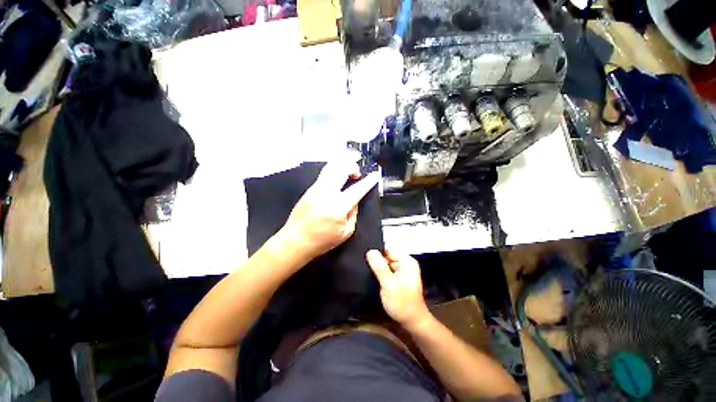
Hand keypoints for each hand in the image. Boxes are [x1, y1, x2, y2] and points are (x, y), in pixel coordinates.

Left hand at [281, 161, 379, 259]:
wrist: (295, 241)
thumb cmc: (321, 241)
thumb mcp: (346, 232)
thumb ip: (353, 214)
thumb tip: (354, 201)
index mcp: (337, 206)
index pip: (357, 189)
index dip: (368, 181)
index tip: (374, 175)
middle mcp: (326, 193)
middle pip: (341, 169)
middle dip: (352, 166)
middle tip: (357, 173)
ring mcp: (315, 189)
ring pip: (330, 167)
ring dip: (342, 165)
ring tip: (348, 172)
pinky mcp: (309, 190)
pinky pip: (324, 175)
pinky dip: (333, 171)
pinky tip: (337, 178)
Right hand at [366, 249, 431, 330]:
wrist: (412, 322)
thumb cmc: (403, 304)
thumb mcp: (389, 285)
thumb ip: (380, 267)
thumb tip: (370, 251)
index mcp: (406, 261)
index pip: (388, 249)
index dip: (376, 252)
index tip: (363, 256)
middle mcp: (404, 263)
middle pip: (386, 255)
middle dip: (375, 260)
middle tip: (362, 264)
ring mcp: (401, 270)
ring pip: (384, 263)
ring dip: (376, 267)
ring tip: (364, 269)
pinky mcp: (397, 277)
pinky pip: (385, 270)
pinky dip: (379, 273)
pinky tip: (371, 275)